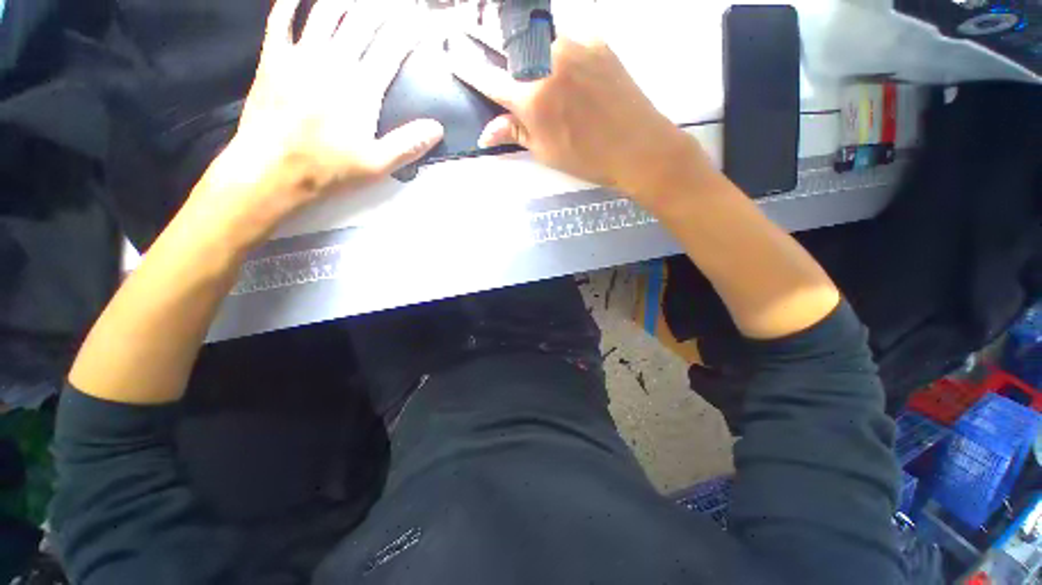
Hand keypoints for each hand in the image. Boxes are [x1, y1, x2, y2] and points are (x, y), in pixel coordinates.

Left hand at [188, 0, 444, 248]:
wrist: (270, 170)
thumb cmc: (327, 170)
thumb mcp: (376, 166)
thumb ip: (408, 145)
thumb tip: (437, 128)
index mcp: (361, 90)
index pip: (392, 49)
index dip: (410, 29)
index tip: (423, 17)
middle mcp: (333, 63)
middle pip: (362, 21)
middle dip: (383, 6)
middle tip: (397, 1)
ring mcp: (300, 56)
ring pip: (326, 11)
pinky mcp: (273, 57)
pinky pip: (282, 17)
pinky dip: (294, 0)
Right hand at [451, 37, 705, 201]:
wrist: (638, 146)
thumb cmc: (587, 157)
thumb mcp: (545, 151)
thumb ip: (514, 133)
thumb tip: (484, 134)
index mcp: (530, 95)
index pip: (487, 76)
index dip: (466, 66)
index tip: (451, 54)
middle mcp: (546, 60)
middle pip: (506, 40)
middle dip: (486, 34)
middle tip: (478, 32)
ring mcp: (573, 43)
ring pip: (536, 35)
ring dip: (526, 45)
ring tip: (532, 62)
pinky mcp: (596, 38)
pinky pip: (566, 36)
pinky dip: (557, 48)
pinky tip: (566, 68)